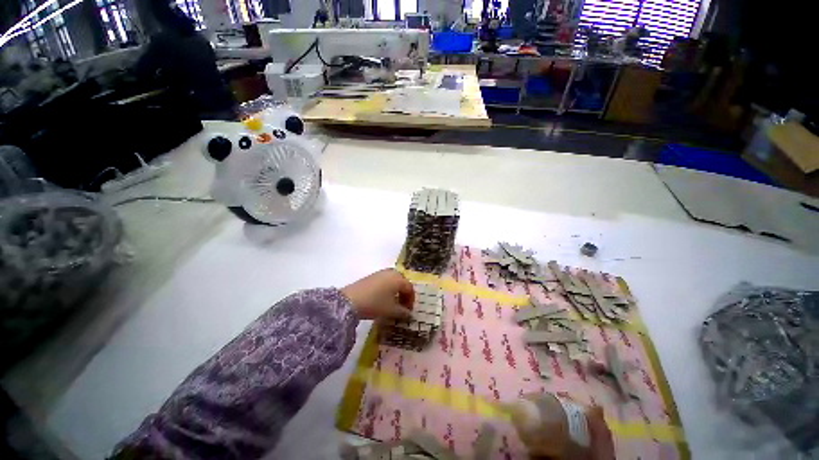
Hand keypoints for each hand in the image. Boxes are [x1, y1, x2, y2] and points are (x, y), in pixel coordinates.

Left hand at [342, 269, 413, 320]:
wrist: (350, 300)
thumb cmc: (375, 304)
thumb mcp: (391, 310)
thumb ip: (402, 312)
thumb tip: (409, 314)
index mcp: (398, 279)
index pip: (409, 288)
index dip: (411, 300)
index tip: (408, 311)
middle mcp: (391, 273)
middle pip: (402, 282)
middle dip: (404, 294)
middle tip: (402, 305)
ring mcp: (380, 273)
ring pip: (393, 280)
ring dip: (396, 291)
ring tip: (392, 303)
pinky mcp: (371, 276)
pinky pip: (385, 280)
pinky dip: (387, 288)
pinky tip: (382, 298)